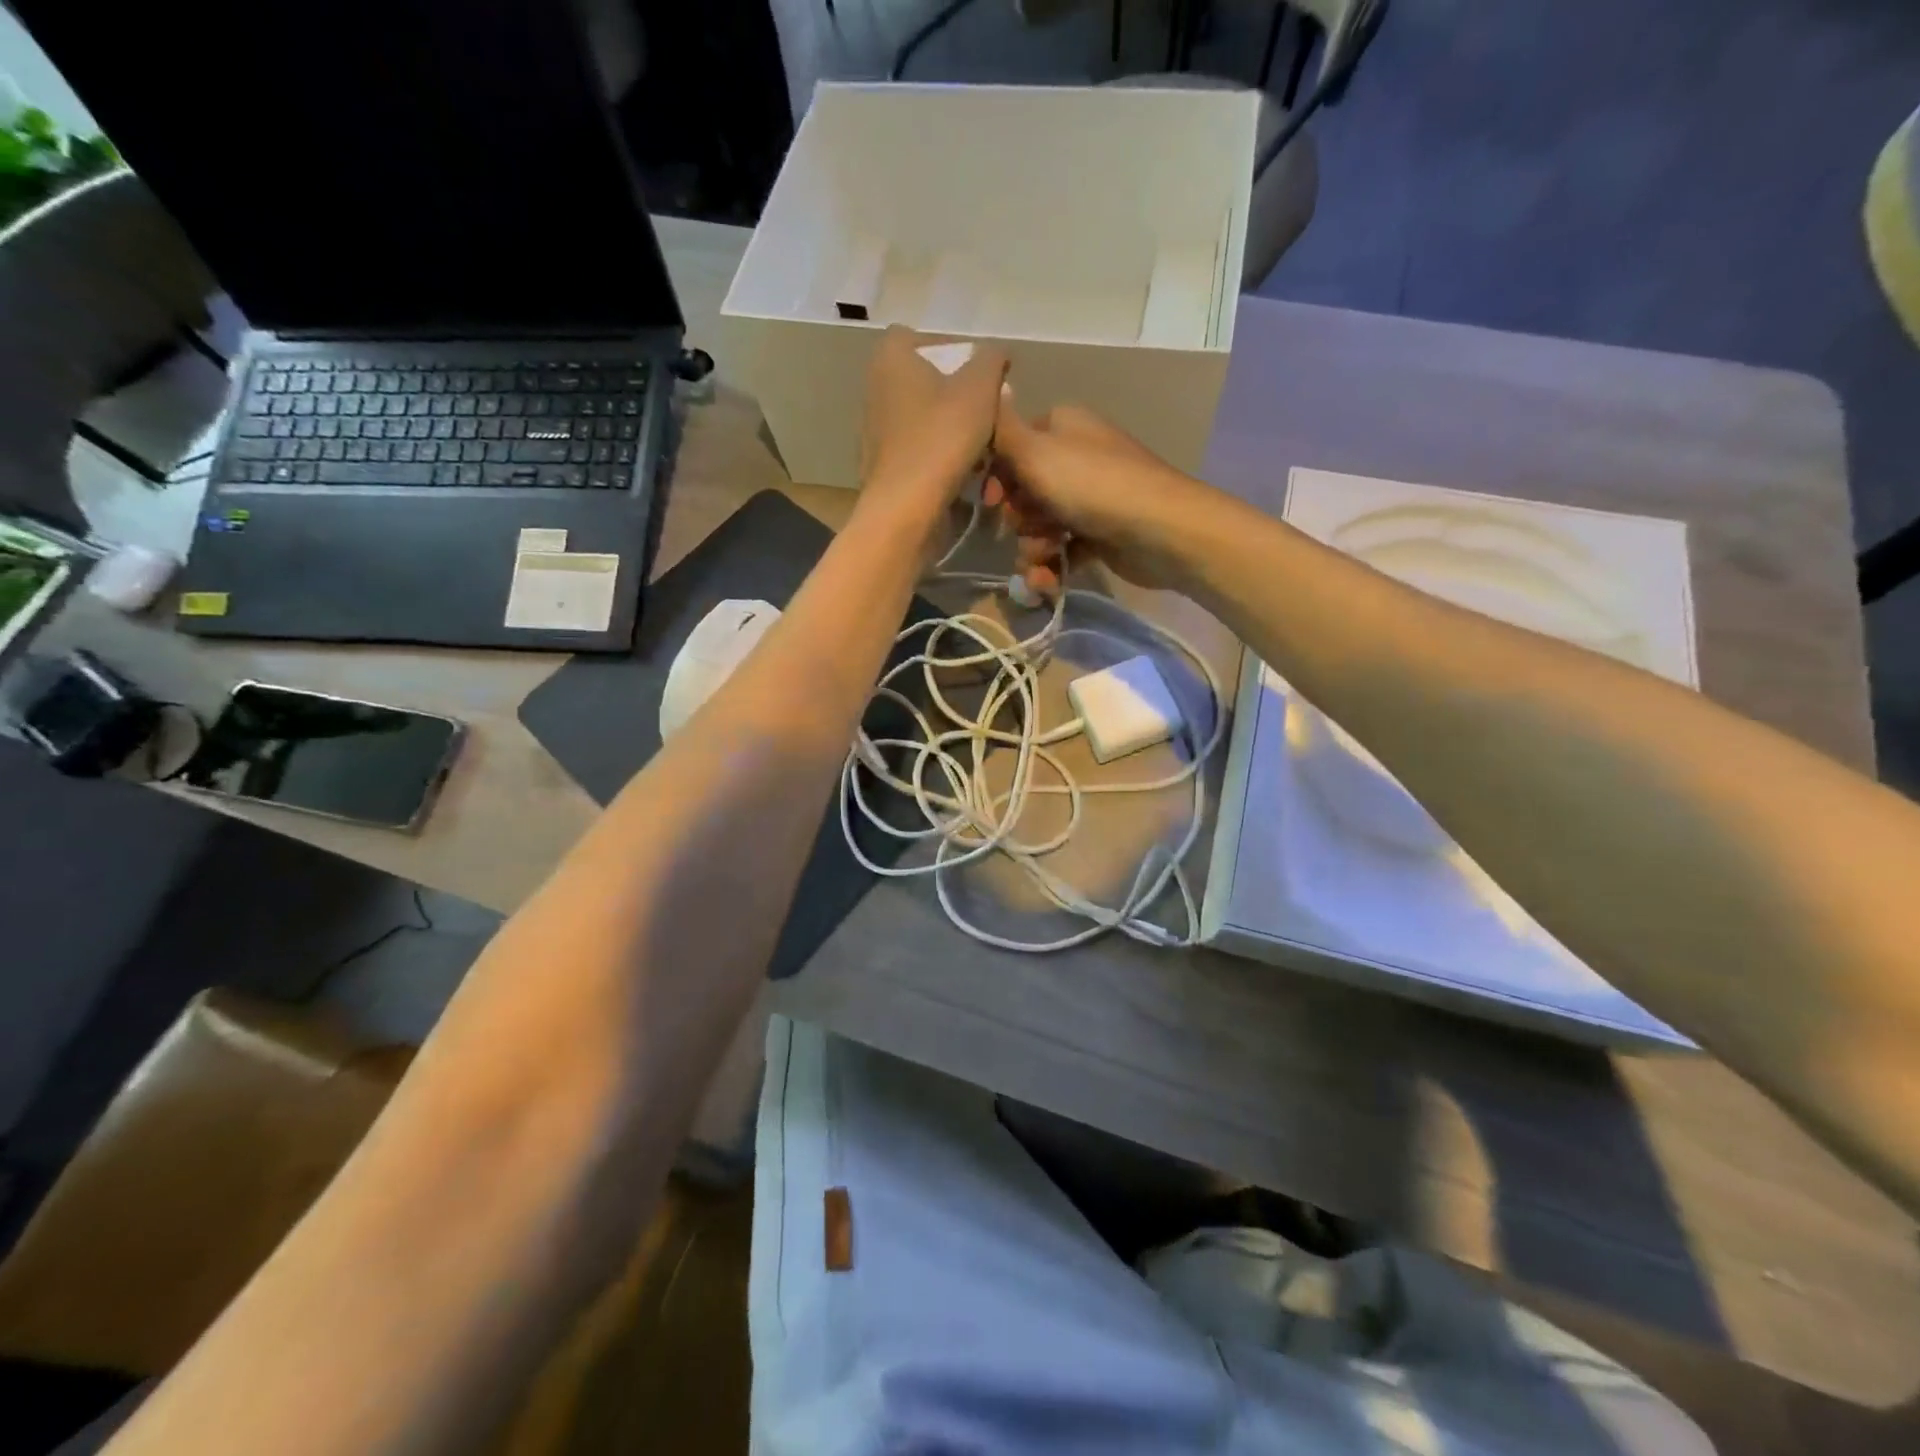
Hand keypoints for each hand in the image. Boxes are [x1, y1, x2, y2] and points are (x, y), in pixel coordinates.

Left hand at [859, 327, 1008, 521]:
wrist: (905, 509)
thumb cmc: (941, 438)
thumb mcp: (980, 388)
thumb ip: (992, 360)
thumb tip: (997, 354)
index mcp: (890, 359)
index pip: (919, 337)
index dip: (952, 349)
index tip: (980, 372)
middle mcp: (875, 389)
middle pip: (925, 381)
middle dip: (959, 395)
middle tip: (988, 411)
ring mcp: (875, 431)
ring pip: (924, 419)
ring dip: (954, 429)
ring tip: (983, 447)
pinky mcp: (882, 466)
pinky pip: (919, 451)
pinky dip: (941, 457)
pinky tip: (964, 474)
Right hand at [987, 396, 1214, 595]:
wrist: (1160, 531)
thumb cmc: (1093, 486)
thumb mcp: (1036, 452)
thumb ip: (1002, 429)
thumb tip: (989, 391)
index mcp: (1060, 426)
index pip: (1011, 446)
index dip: (996, 477)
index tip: (991, 502)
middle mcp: (1075, 457)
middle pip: (1024, 491)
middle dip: (1018, 519)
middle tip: (1028, 528)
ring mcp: (1089, 498)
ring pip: (1041, 525)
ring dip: (1033, 548)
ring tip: (1043, 559)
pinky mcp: (1100, 534)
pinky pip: (1062, 549)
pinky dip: (1053, 564)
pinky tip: (1050, 580)